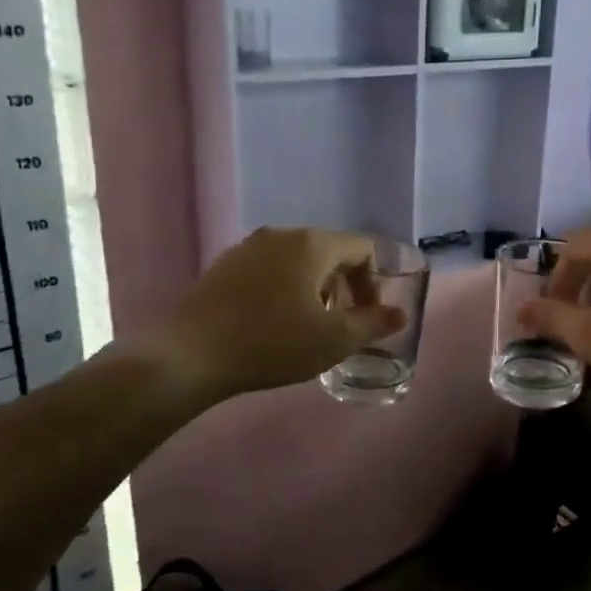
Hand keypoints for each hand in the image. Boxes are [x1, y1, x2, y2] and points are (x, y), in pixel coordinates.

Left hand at [155, 228, 406, 402]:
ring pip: (297, 261)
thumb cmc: (272, 343)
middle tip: (341, 323)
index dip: (374, 282)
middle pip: (329, 251)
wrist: (190, 355)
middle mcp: (281, 235)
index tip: (366, 317)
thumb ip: (373, 324)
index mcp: (312, 244)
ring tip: (308, 325)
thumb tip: (400, 313)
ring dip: (314, 288)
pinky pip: (269, 270)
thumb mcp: (334, 340)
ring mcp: (248, 248)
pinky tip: (272, 323)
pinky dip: (284, 289)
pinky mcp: (224, 266)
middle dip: (344, 286)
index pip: (362, 249)